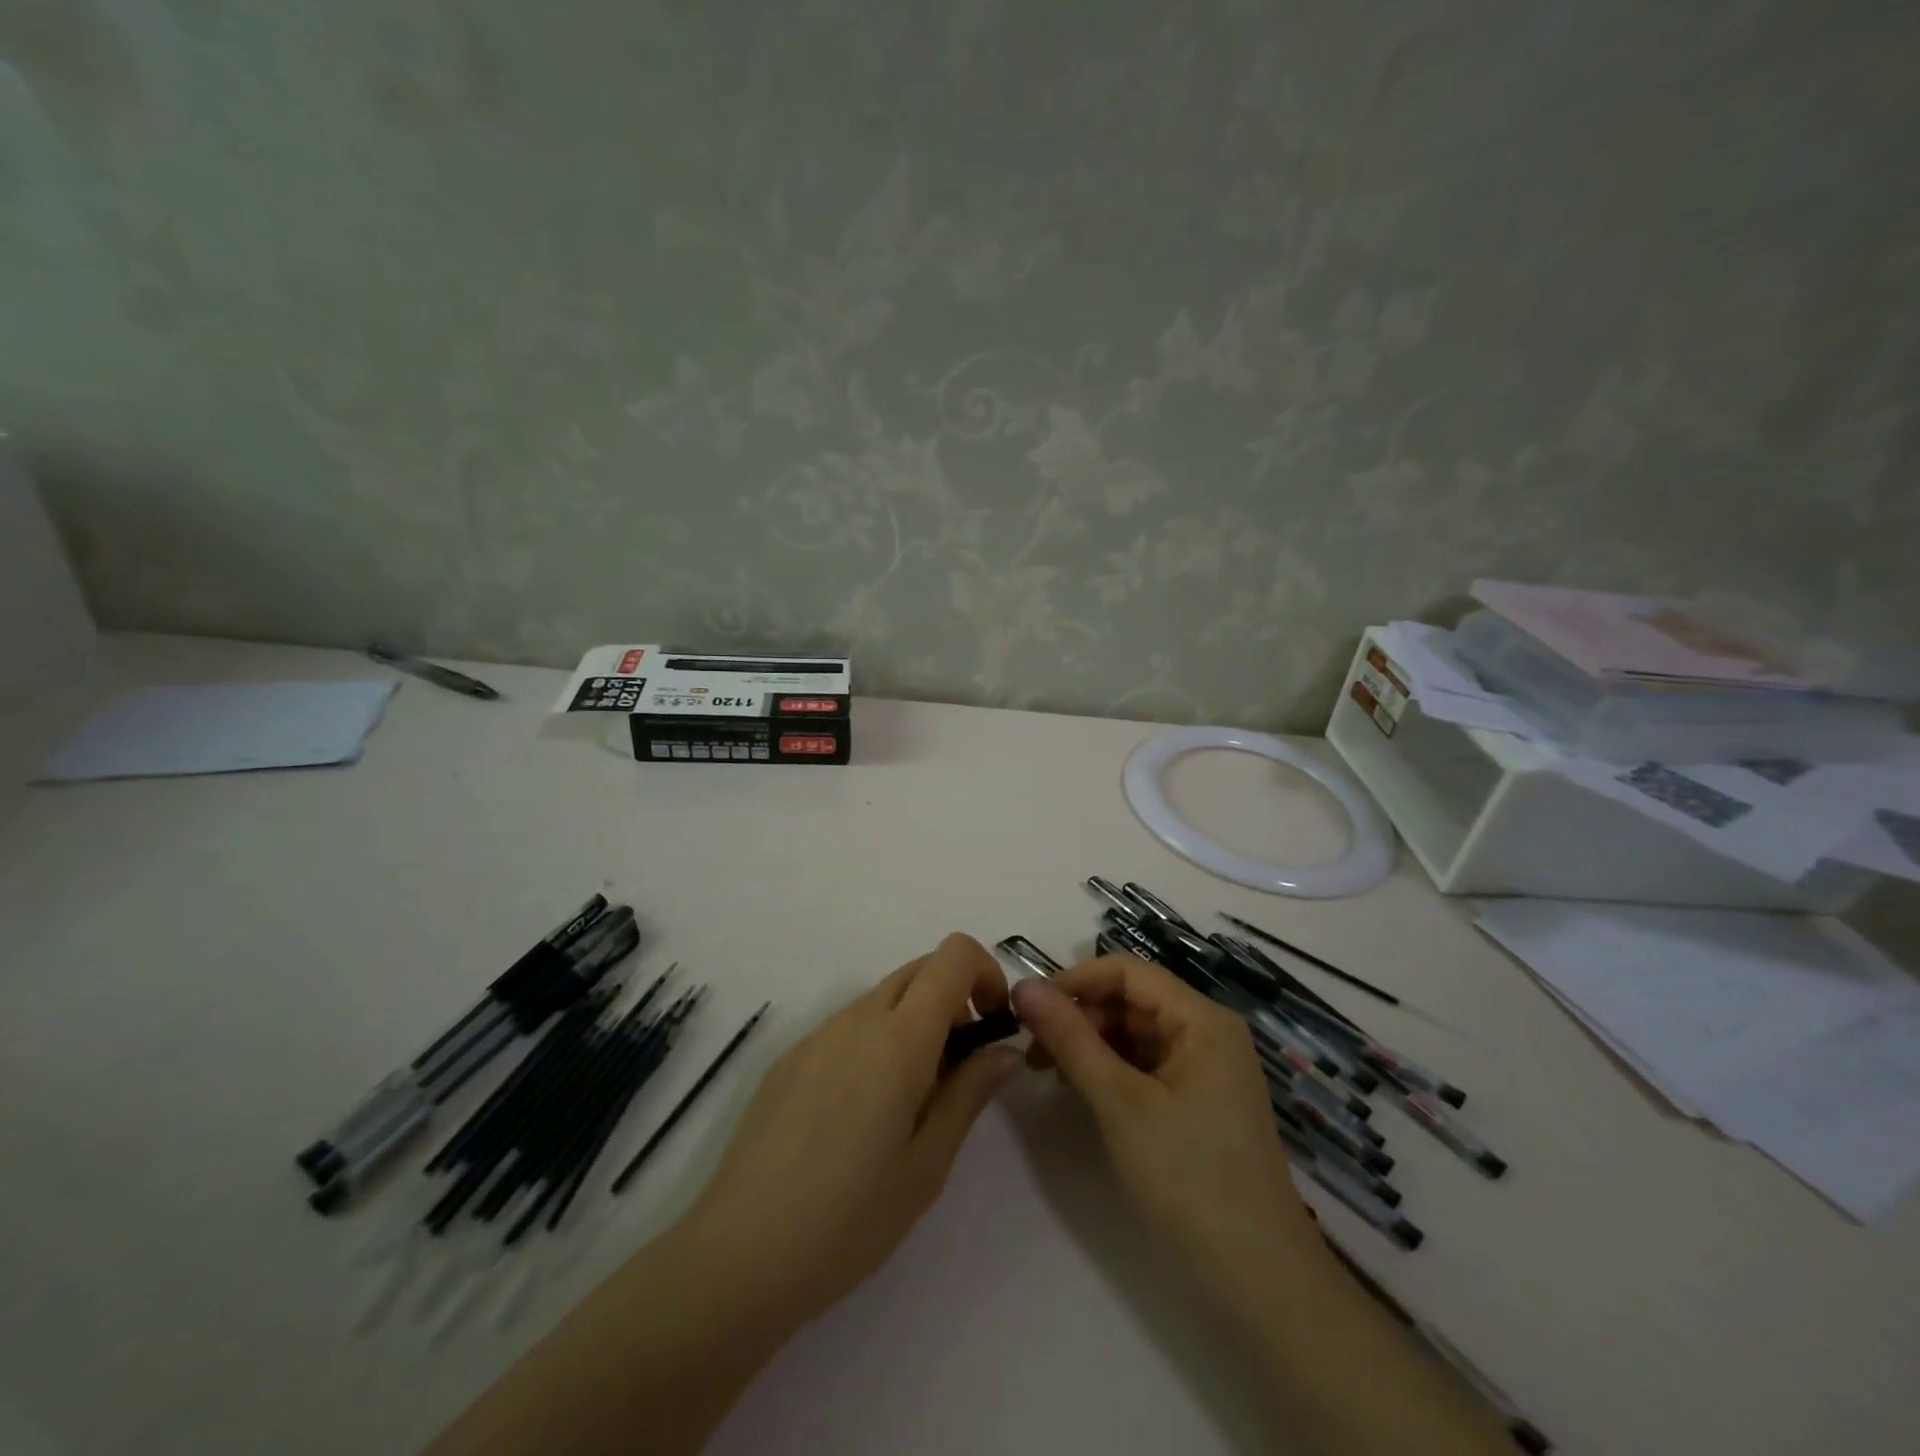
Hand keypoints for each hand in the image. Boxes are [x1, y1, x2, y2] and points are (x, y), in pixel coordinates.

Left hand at [686, 934, 1021, 1326]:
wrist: (739, 1256)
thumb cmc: (850, 1219)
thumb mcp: (928, 1164)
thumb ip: (970, 1093)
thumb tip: (1004, 1050)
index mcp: (899, 1038)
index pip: (953, 955)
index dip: (985, 973)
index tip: (993, 1025)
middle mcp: (857, 1018)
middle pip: (920, 969)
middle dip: (954, 1000)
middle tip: (958, 1070)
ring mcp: (817, 1034)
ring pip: (883, 997)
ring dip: (914, 1023)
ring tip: (909, 1103)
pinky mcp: (790, 1057)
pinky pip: (848, 1026)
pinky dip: (875, 1042)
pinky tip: (859, 1116)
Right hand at [1011, 956, 1324, 1306]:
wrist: (1260, 1281)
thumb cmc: (1189, 1178)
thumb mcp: (1120, 1102)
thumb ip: (1070, 1038)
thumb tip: (1023, 987)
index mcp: (1202, 1018)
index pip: (1127, 971)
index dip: (1075, 981)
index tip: (1027, 1008)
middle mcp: (1208, 1032)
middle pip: (1131, 1000)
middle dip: (1080, 1016)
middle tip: (1032, 1049)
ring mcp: (1207, 1068)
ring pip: (1136, 1032)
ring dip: (1091, 1043)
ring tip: (1048, 1071)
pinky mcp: (1200, 1101)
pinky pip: (1147, 1064)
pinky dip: (1111, 1069)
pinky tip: (1081, 1089)